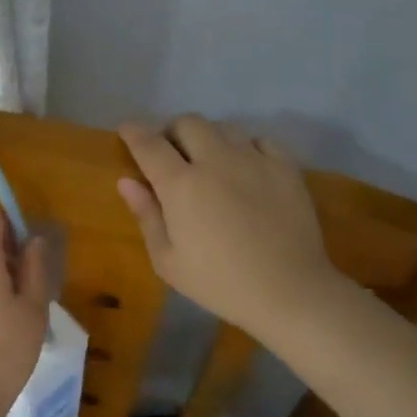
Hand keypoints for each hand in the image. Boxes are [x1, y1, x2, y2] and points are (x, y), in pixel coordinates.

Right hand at [116, 116, 343, 337]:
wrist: (289, 293)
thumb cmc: (219, 282)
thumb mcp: (168, 260)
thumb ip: (146, 215)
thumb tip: (127, 181)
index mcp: (181, 184)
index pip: (149, 144)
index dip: (133, 132)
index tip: (127, 130)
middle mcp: (215, 161)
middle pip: (187, 123)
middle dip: (172, 132)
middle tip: (171, 154)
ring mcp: (254, 160)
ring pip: (224, 127)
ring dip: (209, 138)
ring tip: (210, 161)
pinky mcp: (285, 168)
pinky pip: (260, 140)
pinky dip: (246, 147)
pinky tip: (246, 168)